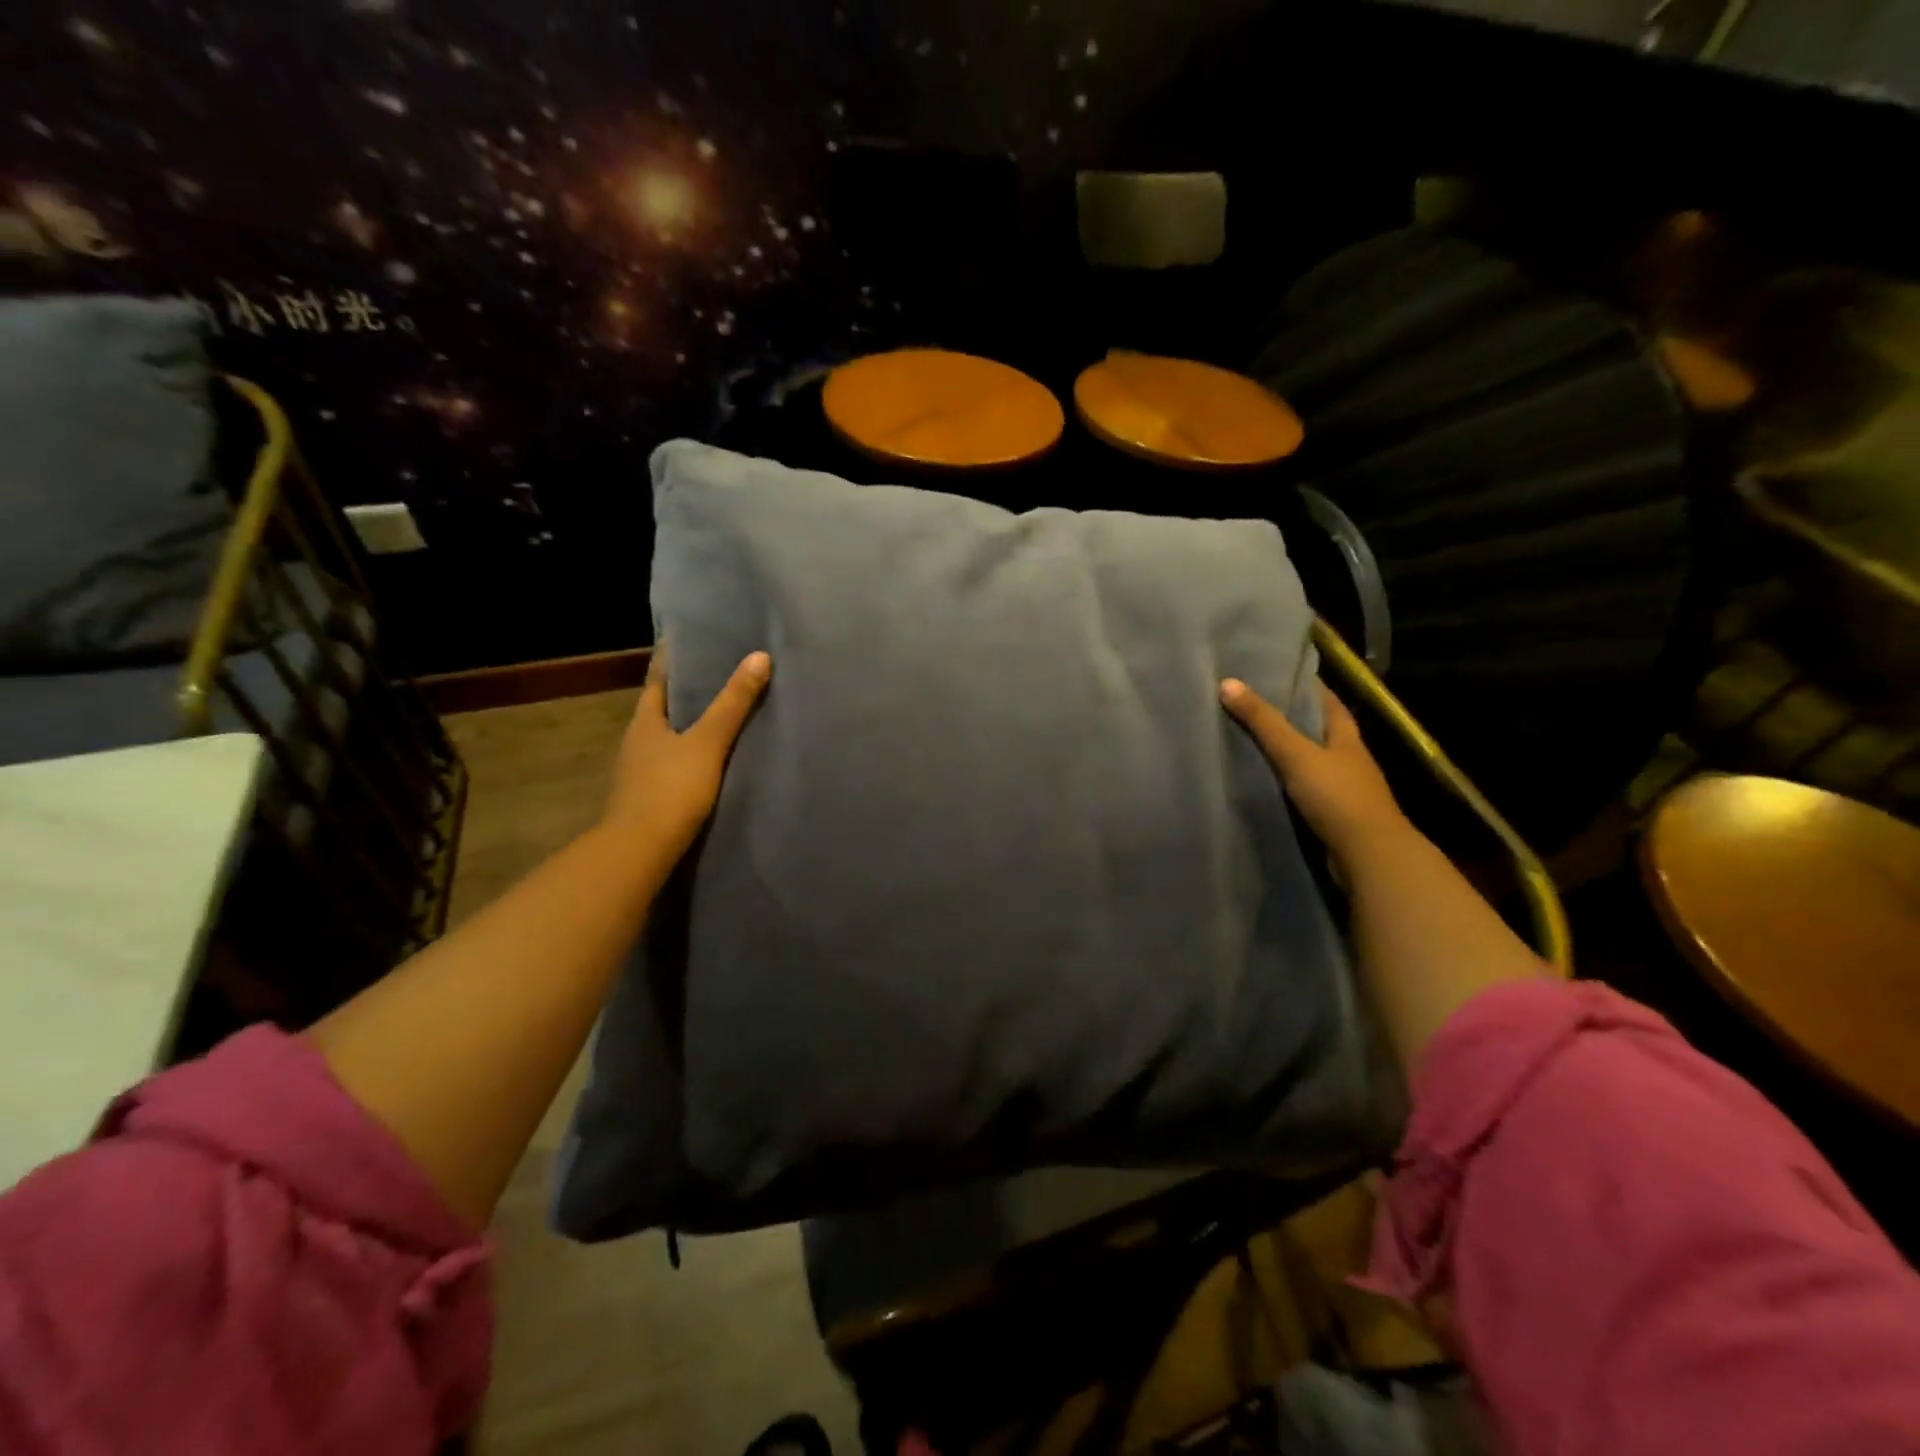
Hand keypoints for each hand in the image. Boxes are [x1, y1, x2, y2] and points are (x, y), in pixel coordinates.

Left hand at [601, 646, 770, 871]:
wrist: (639, 851)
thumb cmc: (670, 789)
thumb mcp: (707, 743)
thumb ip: (732, 704)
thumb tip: (759, 657)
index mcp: (645, 721)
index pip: (658, 678)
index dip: (673, 658)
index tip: (692, 638)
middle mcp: (637, 740)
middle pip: (663, 706)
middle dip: (688, 689)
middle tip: (721, 670)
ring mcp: (641, 770)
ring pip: (669, 735)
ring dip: (690, 723)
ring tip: (723, 711)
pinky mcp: (651, 796)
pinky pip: (674, 762)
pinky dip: (692, 752)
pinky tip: (713, 757)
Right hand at [1220, 678, 1409, 873]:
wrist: (1368, 855)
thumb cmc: (1337, 795)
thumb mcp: (1295, 753)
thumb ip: (1263, 722)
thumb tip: (1227, 682)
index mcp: (1346, 735)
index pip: (1326, 699)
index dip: (1304, 685)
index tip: (1275, 673)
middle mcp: (1349, 757)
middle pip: (1319, 728)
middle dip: (1292, 717)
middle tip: (1253, 704)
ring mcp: (1344, 787)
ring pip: (1312, 759)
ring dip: (1289, 750)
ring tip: (1251, 739)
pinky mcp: (1334, 813)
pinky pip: (1307, 787)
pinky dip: (1288, 780)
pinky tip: (1266, 779)